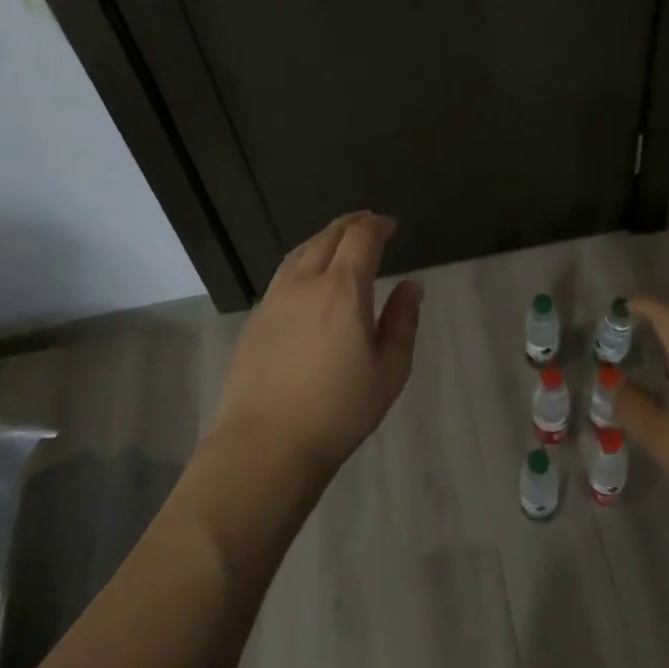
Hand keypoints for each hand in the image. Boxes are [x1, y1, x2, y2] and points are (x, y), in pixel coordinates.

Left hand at [209, 212, 421, 482]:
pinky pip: (284, 273)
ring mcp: (275, 298)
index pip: (361, 238)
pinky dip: (303, 259)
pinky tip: (308, 276)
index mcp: (343, 290)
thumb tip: (412, 286)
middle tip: (368, 223)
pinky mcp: (256, 318)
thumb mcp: (388, 371)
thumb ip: (402, 322)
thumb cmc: (338, 411)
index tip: (390, 226)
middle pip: (328, 237)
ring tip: (338, 240)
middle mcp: (306, 282)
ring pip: (301, 251)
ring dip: (324, 238)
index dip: (377, 226)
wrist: (265, 445)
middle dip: (351, 224)